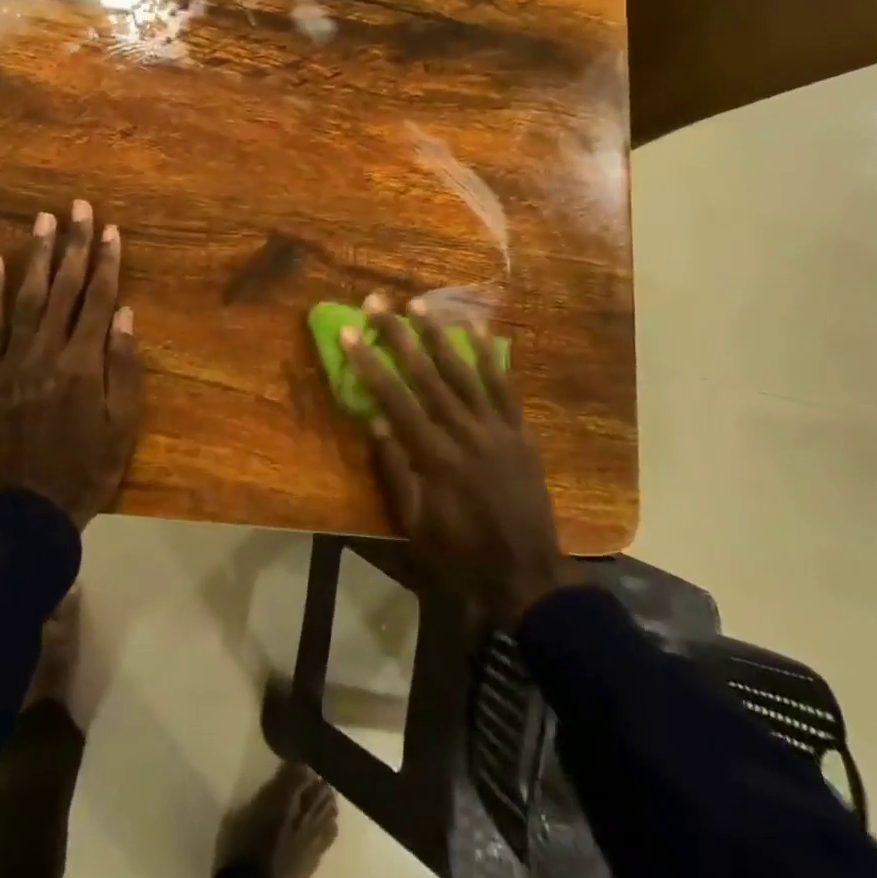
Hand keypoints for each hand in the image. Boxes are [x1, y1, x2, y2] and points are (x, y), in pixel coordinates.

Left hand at [0, 201, 142, 528]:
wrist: (23, 514)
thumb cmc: (85, 472)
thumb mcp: (122, 427)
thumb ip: (124, 368)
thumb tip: (125, 314)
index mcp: (84, 365)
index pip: (99, 300)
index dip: (107, 262)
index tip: (111, 229)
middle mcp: (47, 353)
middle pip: (65, 289)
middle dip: (74, 245)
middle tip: (78, 207)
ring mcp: (11, 362)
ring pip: (27, 298)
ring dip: (37, 257)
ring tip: (44, 221)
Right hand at [341, 292, 581, 627]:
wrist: (527, 575)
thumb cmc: (460, 554)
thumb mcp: (416, 524)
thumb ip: (396, 471)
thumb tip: (375, 421)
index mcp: (435, 457)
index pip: (395, 399)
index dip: (370, 364)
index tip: (350, 333)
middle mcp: (465, 433)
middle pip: (427, 375)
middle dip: (399, 336)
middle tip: (378, 303)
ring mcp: (496, 429)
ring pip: (464, 372)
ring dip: (439, 335)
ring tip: (418, 304)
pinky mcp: (519, 431)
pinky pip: (504, 386)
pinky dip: (490, 356)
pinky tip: (477, 328)